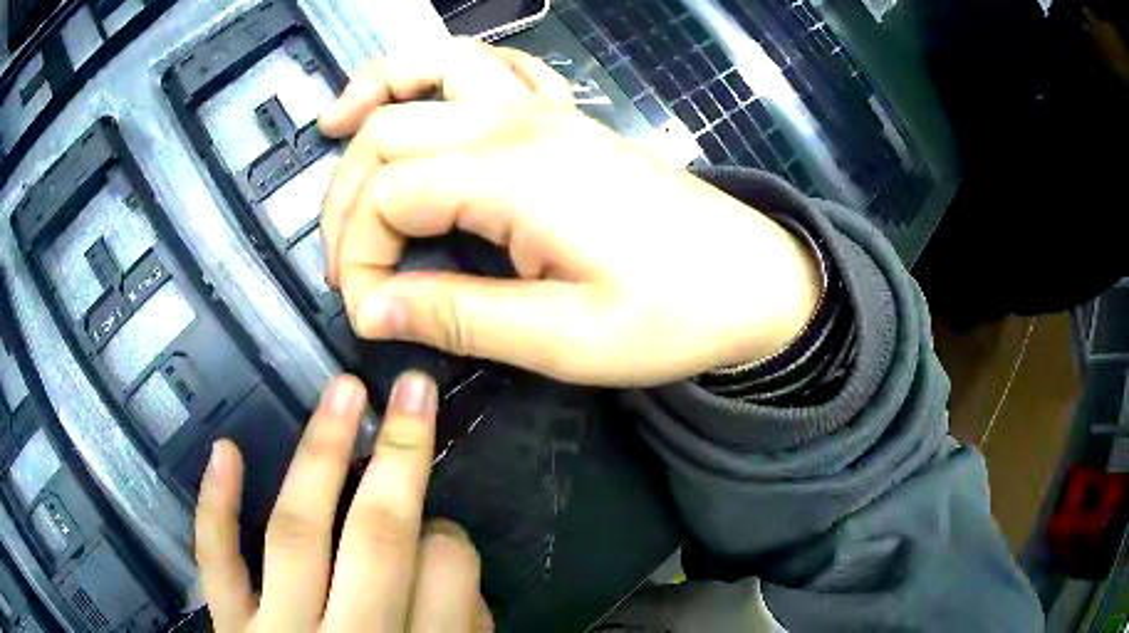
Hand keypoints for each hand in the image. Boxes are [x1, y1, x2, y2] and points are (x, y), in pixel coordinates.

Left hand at [195, 374, 492, 631]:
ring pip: (297, 535)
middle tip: (412, 388)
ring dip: (320, 456)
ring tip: (343, 391)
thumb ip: (460, 629)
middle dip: (401, 457)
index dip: (452, 538)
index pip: (448, 572)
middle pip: (378, 541)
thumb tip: (450, 562)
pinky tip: (227, 450)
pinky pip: (217, 565)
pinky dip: (216, 509)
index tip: (442, 530)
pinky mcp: (230, 631)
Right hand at [319, 39, 821, 386]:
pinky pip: (490, 66)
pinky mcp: (564, 117)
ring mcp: (545, 109)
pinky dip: (440, 71)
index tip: (364, 312)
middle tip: (343, 261)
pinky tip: (425, 96)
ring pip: (435, 67)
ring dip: (378, 90)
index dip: (356, 255)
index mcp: (514, 174)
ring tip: (335, 122)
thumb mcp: (564, 339)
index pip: (387, 196)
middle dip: (346, 194)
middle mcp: (519, 121)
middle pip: (390, 128)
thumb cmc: (675, 316)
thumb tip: (368, 309)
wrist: (757, 282)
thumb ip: (456, 316)